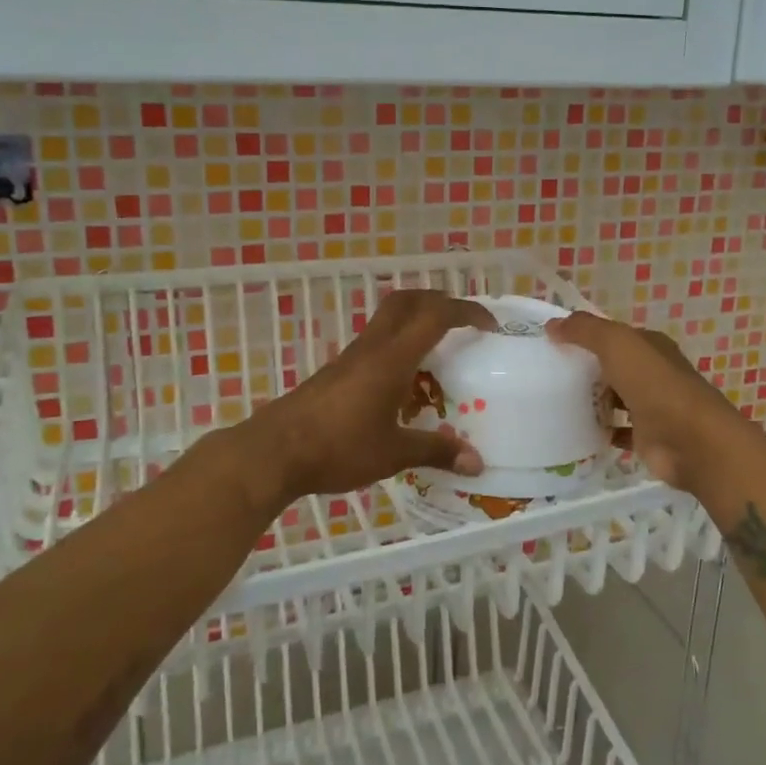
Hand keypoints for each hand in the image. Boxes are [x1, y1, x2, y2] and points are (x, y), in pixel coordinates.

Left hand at [238, 290, 493, 505]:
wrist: (274, 451)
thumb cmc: (338, 447)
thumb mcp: (393, 453)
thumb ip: (436, 451)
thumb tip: (477, 463)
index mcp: (393, 358)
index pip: (436, 315)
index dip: (467, 311)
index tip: (490, 325)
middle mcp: (373, 347)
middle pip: (407, 301)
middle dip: (439, 301)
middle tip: (463, 323)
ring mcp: (351, 357)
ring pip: (388, 319)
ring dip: (416, 322)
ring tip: (438, 354)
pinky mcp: (336, 371)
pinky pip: (376, 343)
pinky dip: (398, 346)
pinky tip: (403, 384)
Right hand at [545, 311, 742, 495]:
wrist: (691, 441)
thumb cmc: (655, 384)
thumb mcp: (617, 344)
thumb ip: (585, 330)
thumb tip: (552, 324)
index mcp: (651, 346)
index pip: (615, 335)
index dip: (587, 335)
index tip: (553, 342)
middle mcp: (654, 373)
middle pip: (614, 367)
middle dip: (586, 369)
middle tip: (548, 374)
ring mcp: (652, 407)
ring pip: (615, 398)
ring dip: (593, 400)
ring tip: (556, 401)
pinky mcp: (647, 437)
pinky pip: (618, 431)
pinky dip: (601, 431)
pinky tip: (577, 431)